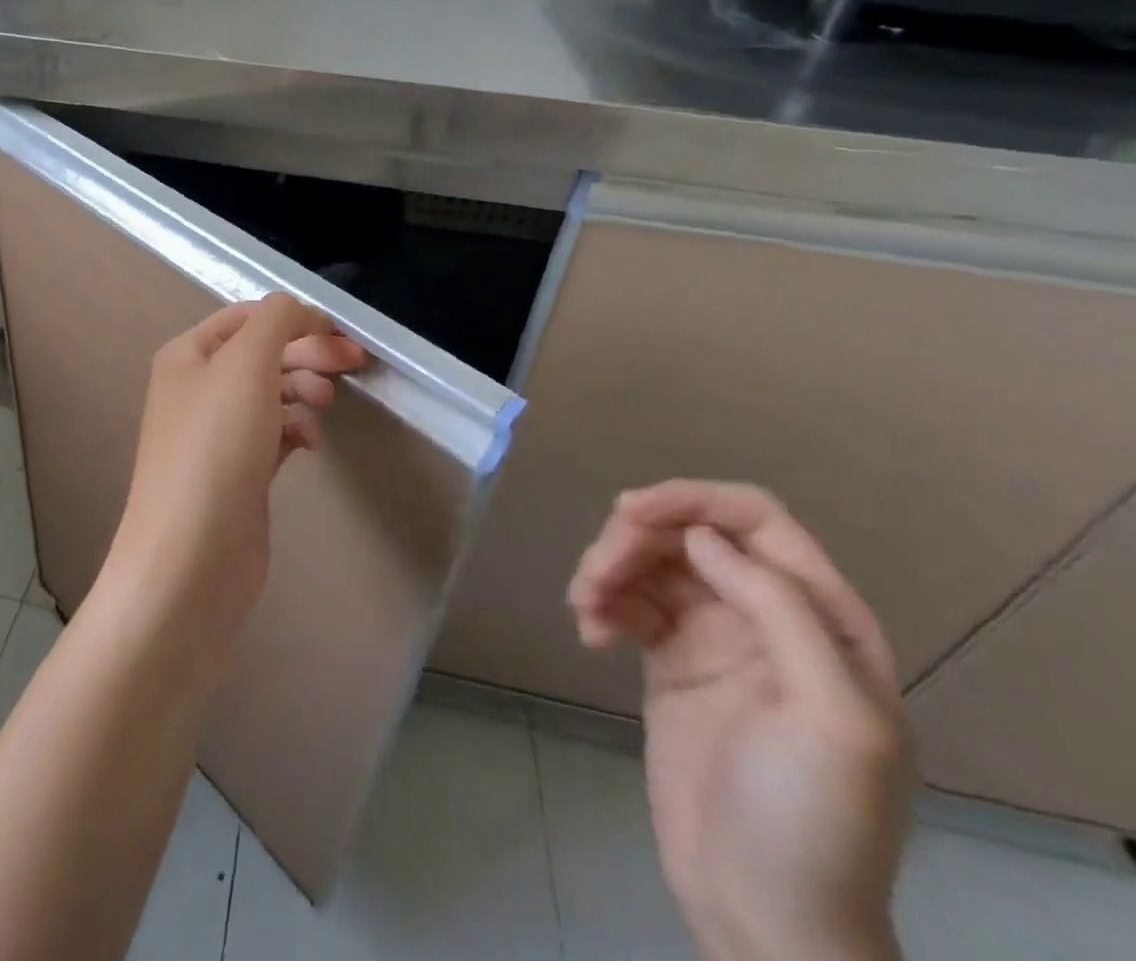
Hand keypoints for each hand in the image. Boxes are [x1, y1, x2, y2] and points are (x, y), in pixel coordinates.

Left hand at [101, 294, 364, 666]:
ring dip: (302, 391)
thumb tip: (296, 308)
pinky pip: (274, 435)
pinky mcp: (238, 473)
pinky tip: (310, 443)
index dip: (292, 317)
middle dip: (305, 353)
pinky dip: (295, 430)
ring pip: (271, 394)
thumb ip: (275, 322)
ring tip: (323, 406)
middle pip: (261, 354)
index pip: (245, 317)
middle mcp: (197, 389)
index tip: (338, 332)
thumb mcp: (245, 365)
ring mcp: (217, 434)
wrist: (192, 557)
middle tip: (351, 362)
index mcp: (187, 355)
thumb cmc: (215, 447)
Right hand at [569, 481, 911, 960]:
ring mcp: (714, 637)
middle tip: (594, 576)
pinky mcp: (670, 659)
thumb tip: (701, 538)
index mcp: (823, 620)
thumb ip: (779, 610)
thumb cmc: (811, 817)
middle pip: (689, 535)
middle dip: (634, 541)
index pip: (756, 520)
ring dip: (607, 569)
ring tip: (584, 609)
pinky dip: (602, 603)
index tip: (628, 512)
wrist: (763, 910)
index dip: (692, 500)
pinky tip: (590, 635)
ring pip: (650, 562)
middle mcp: (767, 615)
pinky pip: (628, 600)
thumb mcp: (828, 716)